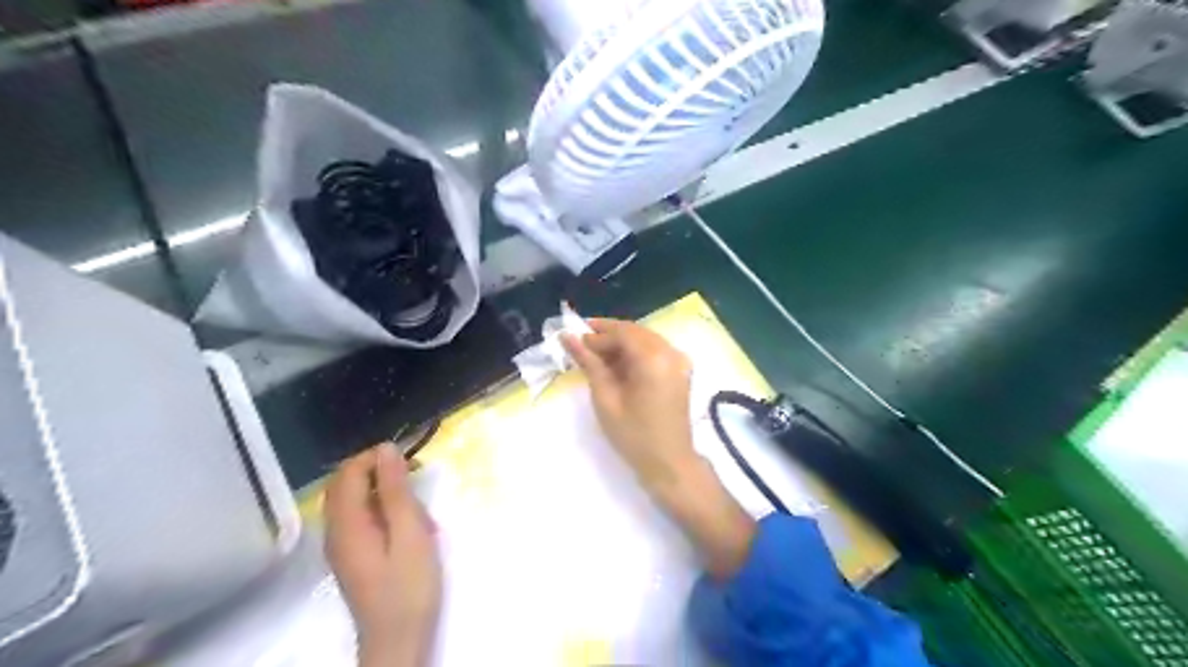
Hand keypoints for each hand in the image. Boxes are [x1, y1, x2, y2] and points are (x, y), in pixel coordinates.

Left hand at [323, 442, 439, 666]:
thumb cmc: (409, 586)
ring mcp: (342, 545)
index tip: (411, 461)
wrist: (398, 641)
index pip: (348, 472)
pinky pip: (362, 519)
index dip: (376, 457)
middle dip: (381, 474)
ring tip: (419, 512)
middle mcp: (336, 531)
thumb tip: (386, 449)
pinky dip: (385, 513)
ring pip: (356, 501)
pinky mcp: (353, 556)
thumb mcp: (410, 533)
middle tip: (416, 482)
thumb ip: (395, 490)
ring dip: (386, 494)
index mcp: (346, 524)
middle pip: (347, 484)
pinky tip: (410, 529)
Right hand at [563, 320, 698, 487]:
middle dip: (608, 335)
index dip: (597, 335)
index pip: (622, 333)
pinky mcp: (680, 370)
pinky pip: (654, 350)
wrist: (669, 463)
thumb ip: (589, 363)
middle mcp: (671, 352)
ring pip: (644, 338)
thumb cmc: (634, 436)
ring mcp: (679, 360)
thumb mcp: (605, 399)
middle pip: (634, 331)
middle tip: (581, 345)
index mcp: (654, 359)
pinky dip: (634, 352)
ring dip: (620, 343)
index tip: (574, 342)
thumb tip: (568, 337)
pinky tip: (616, 365)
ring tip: (595, 356)